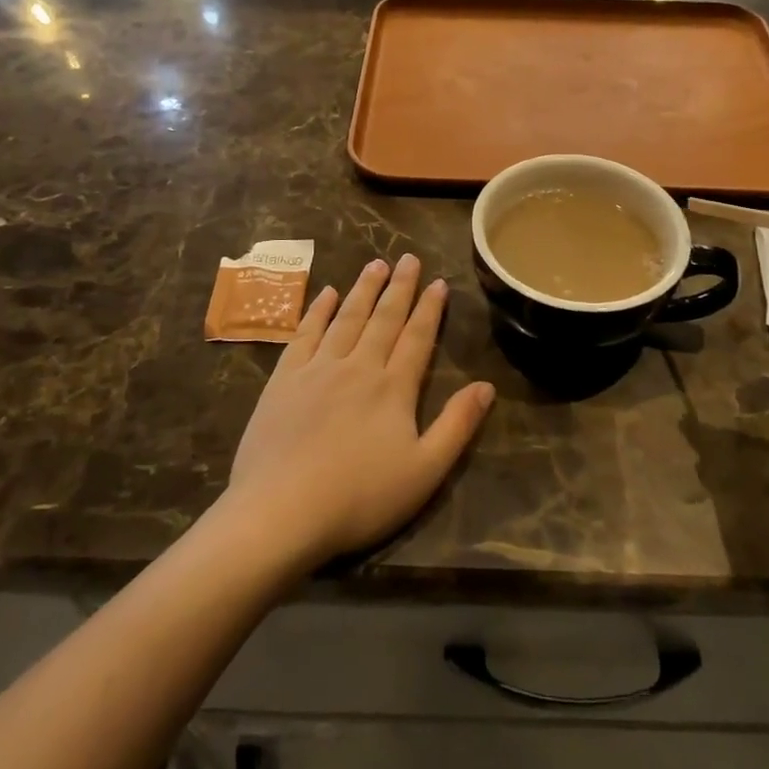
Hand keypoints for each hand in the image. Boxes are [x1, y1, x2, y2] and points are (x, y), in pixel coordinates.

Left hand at [227, 255, 495, 567]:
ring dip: (362, 290)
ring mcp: (317, 369)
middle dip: (399, 287)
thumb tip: (487, 386)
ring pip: (345, 318)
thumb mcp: (424, 471)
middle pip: (383, 319)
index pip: (417, 337)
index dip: (429, 309)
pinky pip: (304, 335)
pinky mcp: (283, 380)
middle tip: (407, 258)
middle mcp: (357, 366)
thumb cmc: (360, 497)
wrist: (281, 511)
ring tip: (375, 265)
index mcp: (393, 387)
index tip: (438, 282)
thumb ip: (457, 425)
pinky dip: (316, 311)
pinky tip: (325, 294)